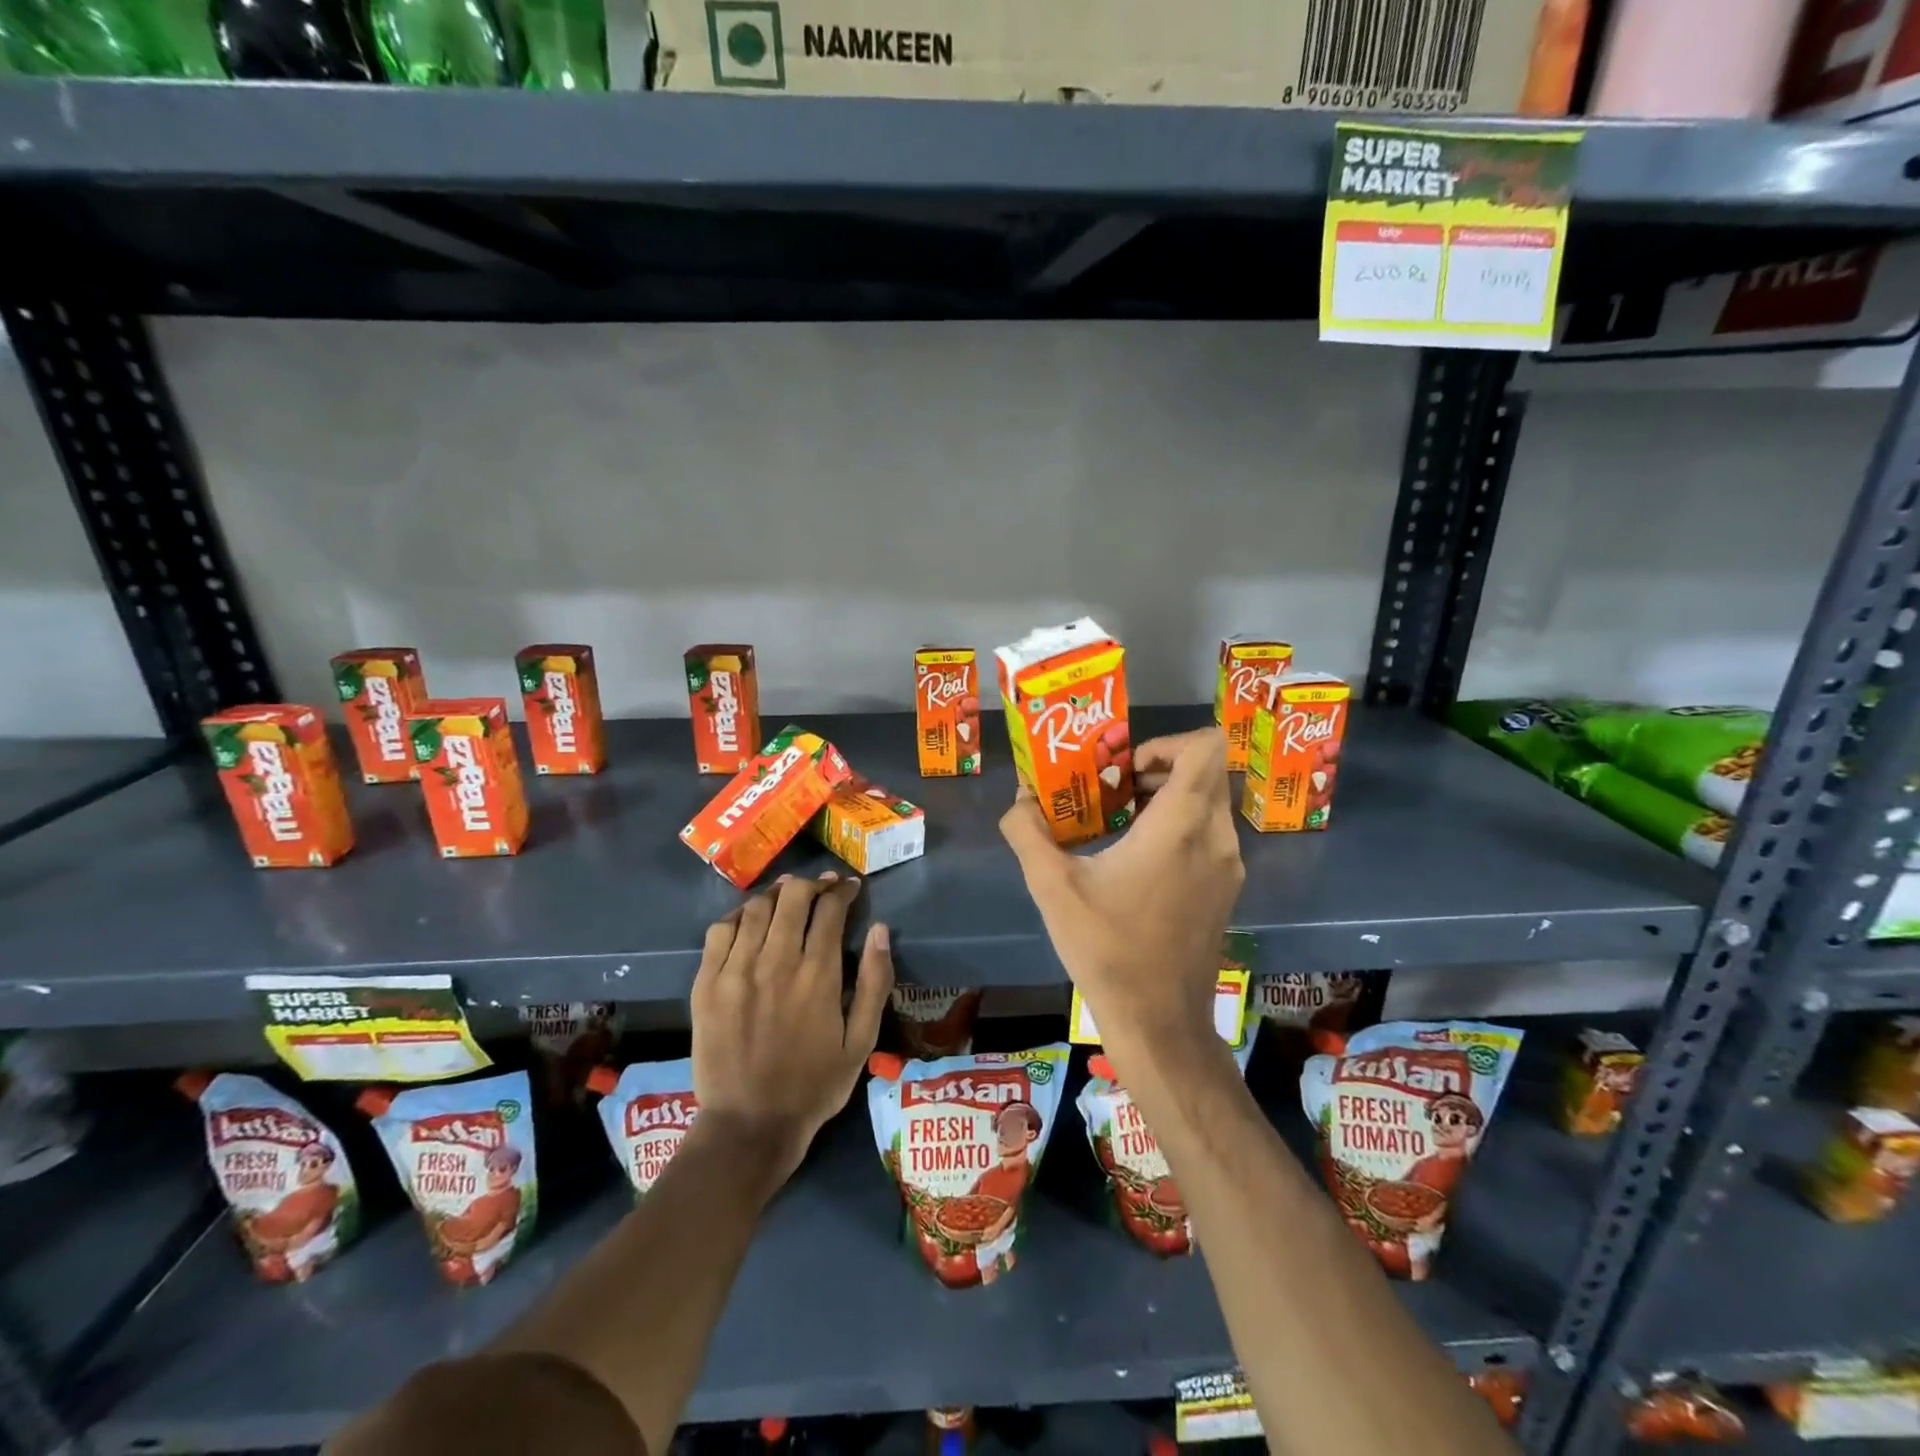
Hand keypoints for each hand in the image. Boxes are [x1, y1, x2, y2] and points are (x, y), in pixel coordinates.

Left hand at [690, 873, 893, 1185]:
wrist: (749, 1124)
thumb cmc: (814, 1085)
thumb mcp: (861, 1041)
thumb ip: (876, 983)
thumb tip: (880, 930)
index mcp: (818, 975)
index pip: (830, 910)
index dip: (842, 891)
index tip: (850, 888)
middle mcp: (777, 962)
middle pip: (793, 898)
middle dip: (812, 885)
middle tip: (822, 888)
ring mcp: (736, 970)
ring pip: (756, 908)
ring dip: (777, 894)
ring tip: (788, 896)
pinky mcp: (707, 983)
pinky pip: (720, 931)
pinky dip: (738, 915)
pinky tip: (749, 919)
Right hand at [1000, 727, 1242, 1052]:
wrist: (1159, 1022)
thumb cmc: (1107, 949)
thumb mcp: (1052, 886)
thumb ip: (1029, 832)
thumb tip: (1020, 799)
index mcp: (1180, 825)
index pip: (1206, 746)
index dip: (1166, 741)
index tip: (1123, 766)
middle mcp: (1215, 837)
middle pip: (1205, 772)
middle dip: (1157, 768)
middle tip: (1110, 787)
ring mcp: (1227, 865)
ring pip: (1208, 803)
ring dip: (1166, 798)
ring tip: (1116, 820)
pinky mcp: (1226, 889)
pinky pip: (1208, 834)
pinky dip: (1177, 827)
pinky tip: (1134, 858)